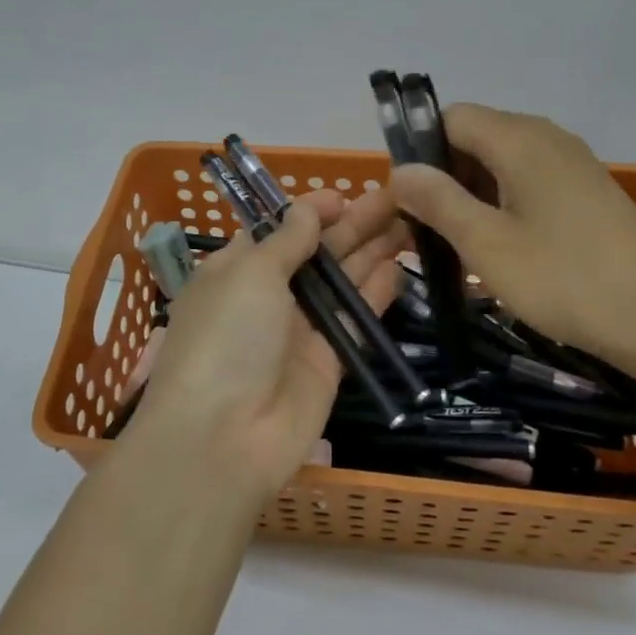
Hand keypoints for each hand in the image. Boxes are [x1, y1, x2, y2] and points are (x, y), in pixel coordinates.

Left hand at [127, 189, 407, 498]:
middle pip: (318, 252)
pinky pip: (356, 320)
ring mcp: (300, 330)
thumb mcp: (250, 273)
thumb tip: (309, 208)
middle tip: (399, 199)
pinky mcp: (329, 362)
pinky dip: (376, 294)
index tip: (347, 196)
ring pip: (343, 282)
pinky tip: (401, 268)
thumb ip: (286, 240)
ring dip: (373, 251)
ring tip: (411, 221)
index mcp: (238, 269)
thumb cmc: (227, 337)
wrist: (224, 438)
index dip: (312, 211)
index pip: (280, 230)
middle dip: (355, 225)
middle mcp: (269, 296)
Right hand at [387, 105, 635, 380]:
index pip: (450, 117)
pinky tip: (504, 254)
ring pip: (502, 165)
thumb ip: (438, 200)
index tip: (407, 200)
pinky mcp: (589, 194)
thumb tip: (400, 170)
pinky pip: (530, 185)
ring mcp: (572, 166)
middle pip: (476, 139)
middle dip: (444, 178)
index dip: (419, 150)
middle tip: (427, 232)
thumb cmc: (568, 279)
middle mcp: (546, 139)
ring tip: (461, 249)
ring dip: (473, 198)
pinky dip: (505, 209)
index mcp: (518, 138)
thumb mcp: (487, 244)